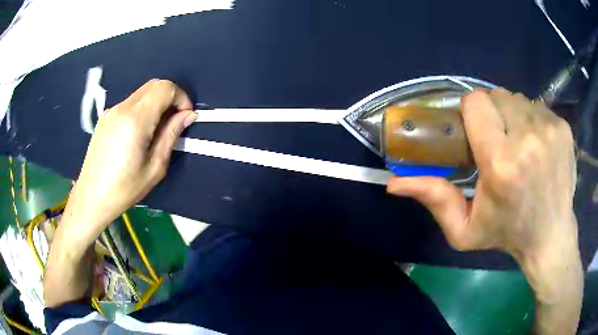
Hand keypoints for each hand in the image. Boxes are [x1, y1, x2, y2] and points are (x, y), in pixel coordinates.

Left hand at [44, 80, 195, 307]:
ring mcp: (109, 114)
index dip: (180, 97)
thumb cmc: (120, 195)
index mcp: (132, 121)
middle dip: (170, 99)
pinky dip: (142, 113)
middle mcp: (120, 110)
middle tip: (174, 126)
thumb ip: (170, 137)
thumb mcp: (153, 171)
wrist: (86, 205)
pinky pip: (130, 105)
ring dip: (155, 107)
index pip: (164, 88)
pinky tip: (139, 138)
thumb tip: (186, 116)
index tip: (186, 117)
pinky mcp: (103, 122)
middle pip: (152, 86)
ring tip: (157, 135)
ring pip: (141, 94)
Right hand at [388, 88, 576, 262]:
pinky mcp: (563, 128)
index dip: (471, 112)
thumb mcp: (464, 229)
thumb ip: (433, 200)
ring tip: (518, 143)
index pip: (476, 102)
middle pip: (497, 95)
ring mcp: (549, 130)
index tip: (476, 131)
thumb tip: (393, 183)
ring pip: (517, 98)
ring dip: (512, 115)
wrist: (551, 236)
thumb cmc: (507, 233)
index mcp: (501, 163)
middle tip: (498, 139)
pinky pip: (538, 107)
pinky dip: (532, 120)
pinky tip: (537, 145)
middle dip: (492, 112)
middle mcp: (527, 139)